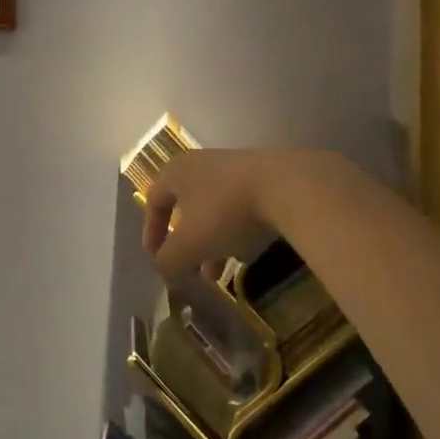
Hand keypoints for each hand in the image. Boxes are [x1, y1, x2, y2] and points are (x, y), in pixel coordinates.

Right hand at [142, 149, 321, 281]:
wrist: (288, 188)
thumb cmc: (225, 212)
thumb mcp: (189, 244)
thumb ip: (169, 260)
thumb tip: (164, 270)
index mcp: (177, 171)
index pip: (153, 200)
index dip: (151, 231)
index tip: (155, 258)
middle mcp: (202, 164)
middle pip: (185, 207)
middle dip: (185, 244)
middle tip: (189, 270)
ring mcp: (234, 168)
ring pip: (213, 211)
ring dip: (210, 243)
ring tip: (218, 274)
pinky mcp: (263, 177)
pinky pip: (239, 208)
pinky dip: (234, 232)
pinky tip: (245, 255)